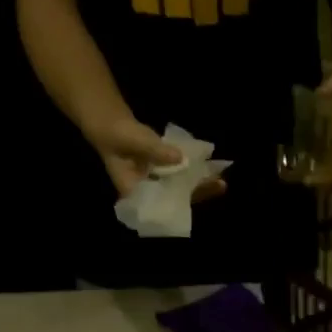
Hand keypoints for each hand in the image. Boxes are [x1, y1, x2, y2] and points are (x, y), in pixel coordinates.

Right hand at [87, 113, 226, 201]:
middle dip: (198, 193)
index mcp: (137, 195)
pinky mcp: (165, 177)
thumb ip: (155, 150)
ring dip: (201, 185)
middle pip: (177, 200)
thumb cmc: (116, 134)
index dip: (180, 205)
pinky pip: (183, 179)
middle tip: (219, 185)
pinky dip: (196, 175)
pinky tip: (212, 171)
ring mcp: (159, 187)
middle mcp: (150, 196)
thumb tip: (180, 157)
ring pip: (183, 191)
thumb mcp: (133, 139)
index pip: (161, 207)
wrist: (110, 124)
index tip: (197, 196)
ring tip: (221, 180)